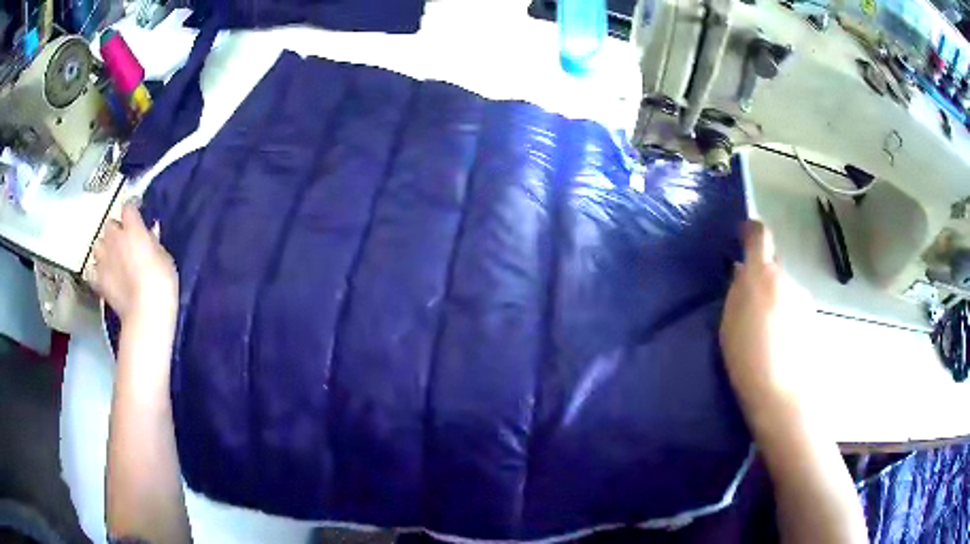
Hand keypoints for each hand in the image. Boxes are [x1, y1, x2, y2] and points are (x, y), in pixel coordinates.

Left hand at [91, 204, 177, 324]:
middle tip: (124, 241)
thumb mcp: (165, 257)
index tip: (138, 215)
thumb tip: (148, 233)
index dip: (133, 209)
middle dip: (116, 231)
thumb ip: (153, 242)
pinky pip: (91, 270)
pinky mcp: (97, 280)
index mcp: (132, 228)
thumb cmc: (161, 281)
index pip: (128, 206)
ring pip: (98, 244)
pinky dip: (96, 271)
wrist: (146, 313)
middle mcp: (114, 238)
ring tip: (111, 258)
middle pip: (110, 224)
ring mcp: (103, 259)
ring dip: (104, 248)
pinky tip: (102, 276)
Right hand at [720, 221, 814, 427]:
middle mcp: (786, 279)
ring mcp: (803, 298)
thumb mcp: (729, 323)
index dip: (751, 230)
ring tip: (765, 330)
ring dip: (775, 297)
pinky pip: (794, 306)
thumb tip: (742, 272)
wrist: (782, 392)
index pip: (760, 236)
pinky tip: (780, 341)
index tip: (743, 234)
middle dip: (762, 275)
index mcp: (761, 275)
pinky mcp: (812, 317)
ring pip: (785, 288)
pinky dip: (786, 315)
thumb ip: (737, 290)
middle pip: (774, 265)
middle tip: (750, 301)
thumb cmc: (747, 359)